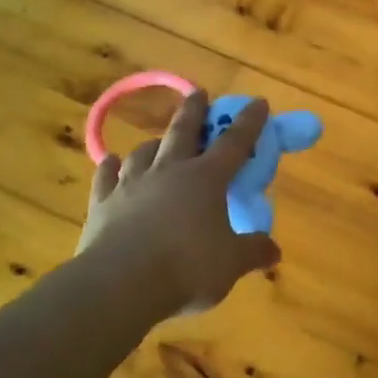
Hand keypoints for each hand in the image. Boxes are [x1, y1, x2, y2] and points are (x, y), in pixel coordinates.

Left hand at [76, 91, 280, 316]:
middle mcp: (170, 171)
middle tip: (199, 93)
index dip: (249, 122)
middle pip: (183, 131)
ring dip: (154, 143)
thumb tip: (275, 251)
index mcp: (206, 179)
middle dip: (194, 110)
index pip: (234, 142)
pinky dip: (110, 168)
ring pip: (144, 152)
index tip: (258, 102)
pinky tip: (110, 162)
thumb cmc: (186, 268)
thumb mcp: (231, 264)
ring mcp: (132, 184)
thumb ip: (253, 252)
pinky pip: (106, 177)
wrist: (119, 284)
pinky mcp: (102, 203)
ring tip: (158, 141)